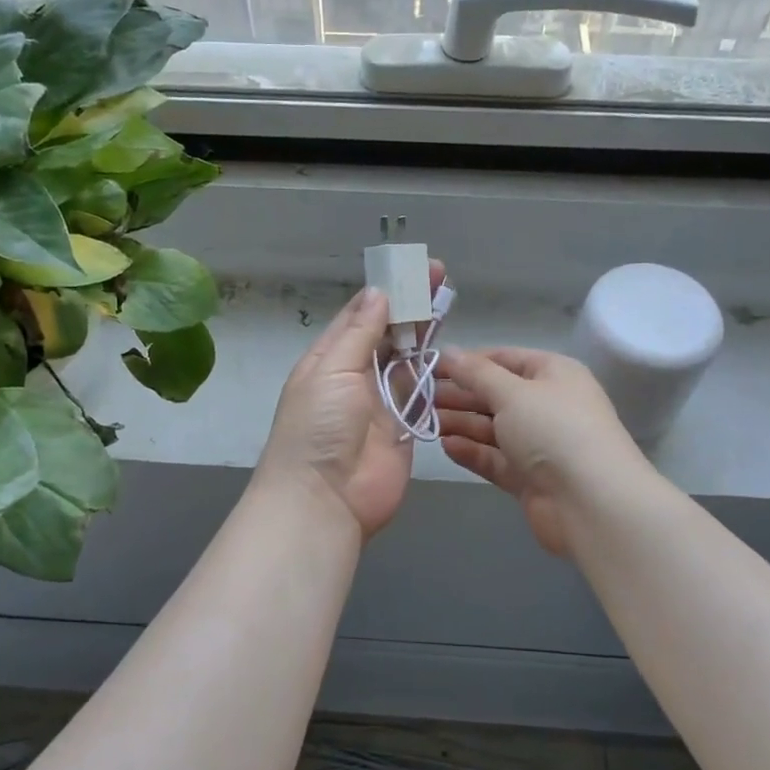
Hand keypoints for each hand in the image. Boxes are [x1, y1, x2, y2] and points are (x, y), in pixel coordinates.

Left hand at [255, 267, 440, 538]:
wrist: (324, 500)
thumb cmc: (318, 428)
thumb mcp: (331, 371)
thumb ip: (359, 333)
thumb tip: (377, 293)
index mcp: (329, 359)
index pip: (359, 315)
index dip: (386, 291)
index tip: (412, 269)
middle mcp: (355, 375)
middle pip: (386, 333)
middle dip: (410, 306)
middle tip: (438, 276)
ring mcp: (381, 402)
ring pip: (407, 359)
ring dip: (425, 332)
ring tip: (448, 301)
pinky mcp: (404, 426)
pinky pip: (421, 392)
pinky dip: (434, 371)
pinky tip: (451, 347)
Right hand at [437, 347, 645, 556]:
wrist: (592, 504)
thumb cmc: (554, 431)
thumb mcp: (512, 392)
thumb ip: (475, 373)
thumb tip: (447, 351)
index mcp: (553, 374)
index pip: (504, 359)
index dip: (468, 361)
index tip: (430, 366)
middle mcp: (548, 405)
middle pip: (496, 394)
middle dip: (459, 394)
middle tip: (417, 396)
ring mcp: (539, 444)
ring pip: (492, 428)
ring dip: (460, 422)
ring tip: (423, 420)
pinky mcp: (530, 478)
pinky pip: (495, 458)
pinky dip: (471, 452)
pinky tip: (445, 446)